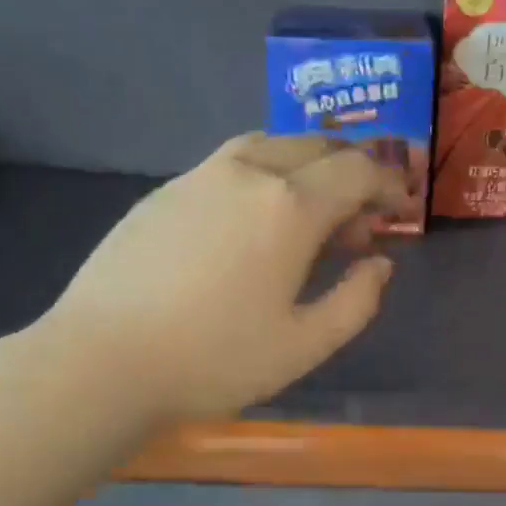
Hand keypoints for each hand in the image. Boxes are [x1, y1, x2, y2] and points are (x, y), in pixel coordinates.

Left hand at [36, 134, 398, 421]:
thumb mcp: (305, 346)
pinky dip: (263, 175)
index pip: (356, 171)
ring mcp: (199, 175)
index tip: (401, 209)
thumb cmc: (215, 359)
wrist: (104, 360)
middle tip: (359, 220)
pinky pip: (230, 163)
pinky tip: (253, 221)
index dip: (388, 186)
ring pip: (269, 145)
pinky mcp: (164, 191)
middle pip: (315, 146)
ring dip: (305, 167)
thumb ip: (356, 302)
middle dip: (350, 173)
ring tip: (311, 213)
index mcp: (289, 206)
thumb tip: (379, 264)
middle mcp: (247, 171)